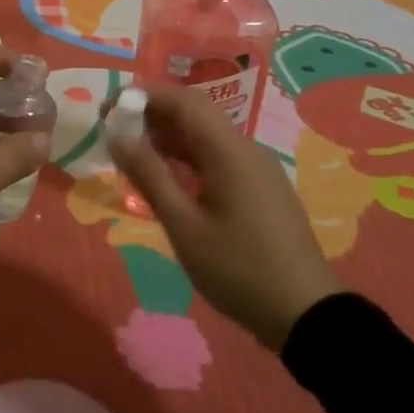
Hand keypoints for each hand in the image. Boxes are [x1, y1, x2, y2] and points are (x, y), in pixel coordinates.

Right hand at [108, 85, 340, 350]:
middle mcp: (246, 148)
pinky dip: (188, 156)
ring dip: (168, 136)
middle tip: (113, 131)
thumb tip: (117, 137)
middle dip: (152, 114)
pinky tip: (166, 175)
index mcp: (229, 150)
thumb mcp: (184, 227)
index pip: (182, 100)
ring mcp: (257, 167)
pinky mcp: (261, 187)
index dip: (142, 96)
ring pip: (206, 135)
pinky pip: (218, 156)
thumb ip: (150, 176)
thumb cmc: (239, 270)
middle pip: (195, 113)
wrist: (307, 315)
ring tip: (131, 152)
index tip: (107, 110)